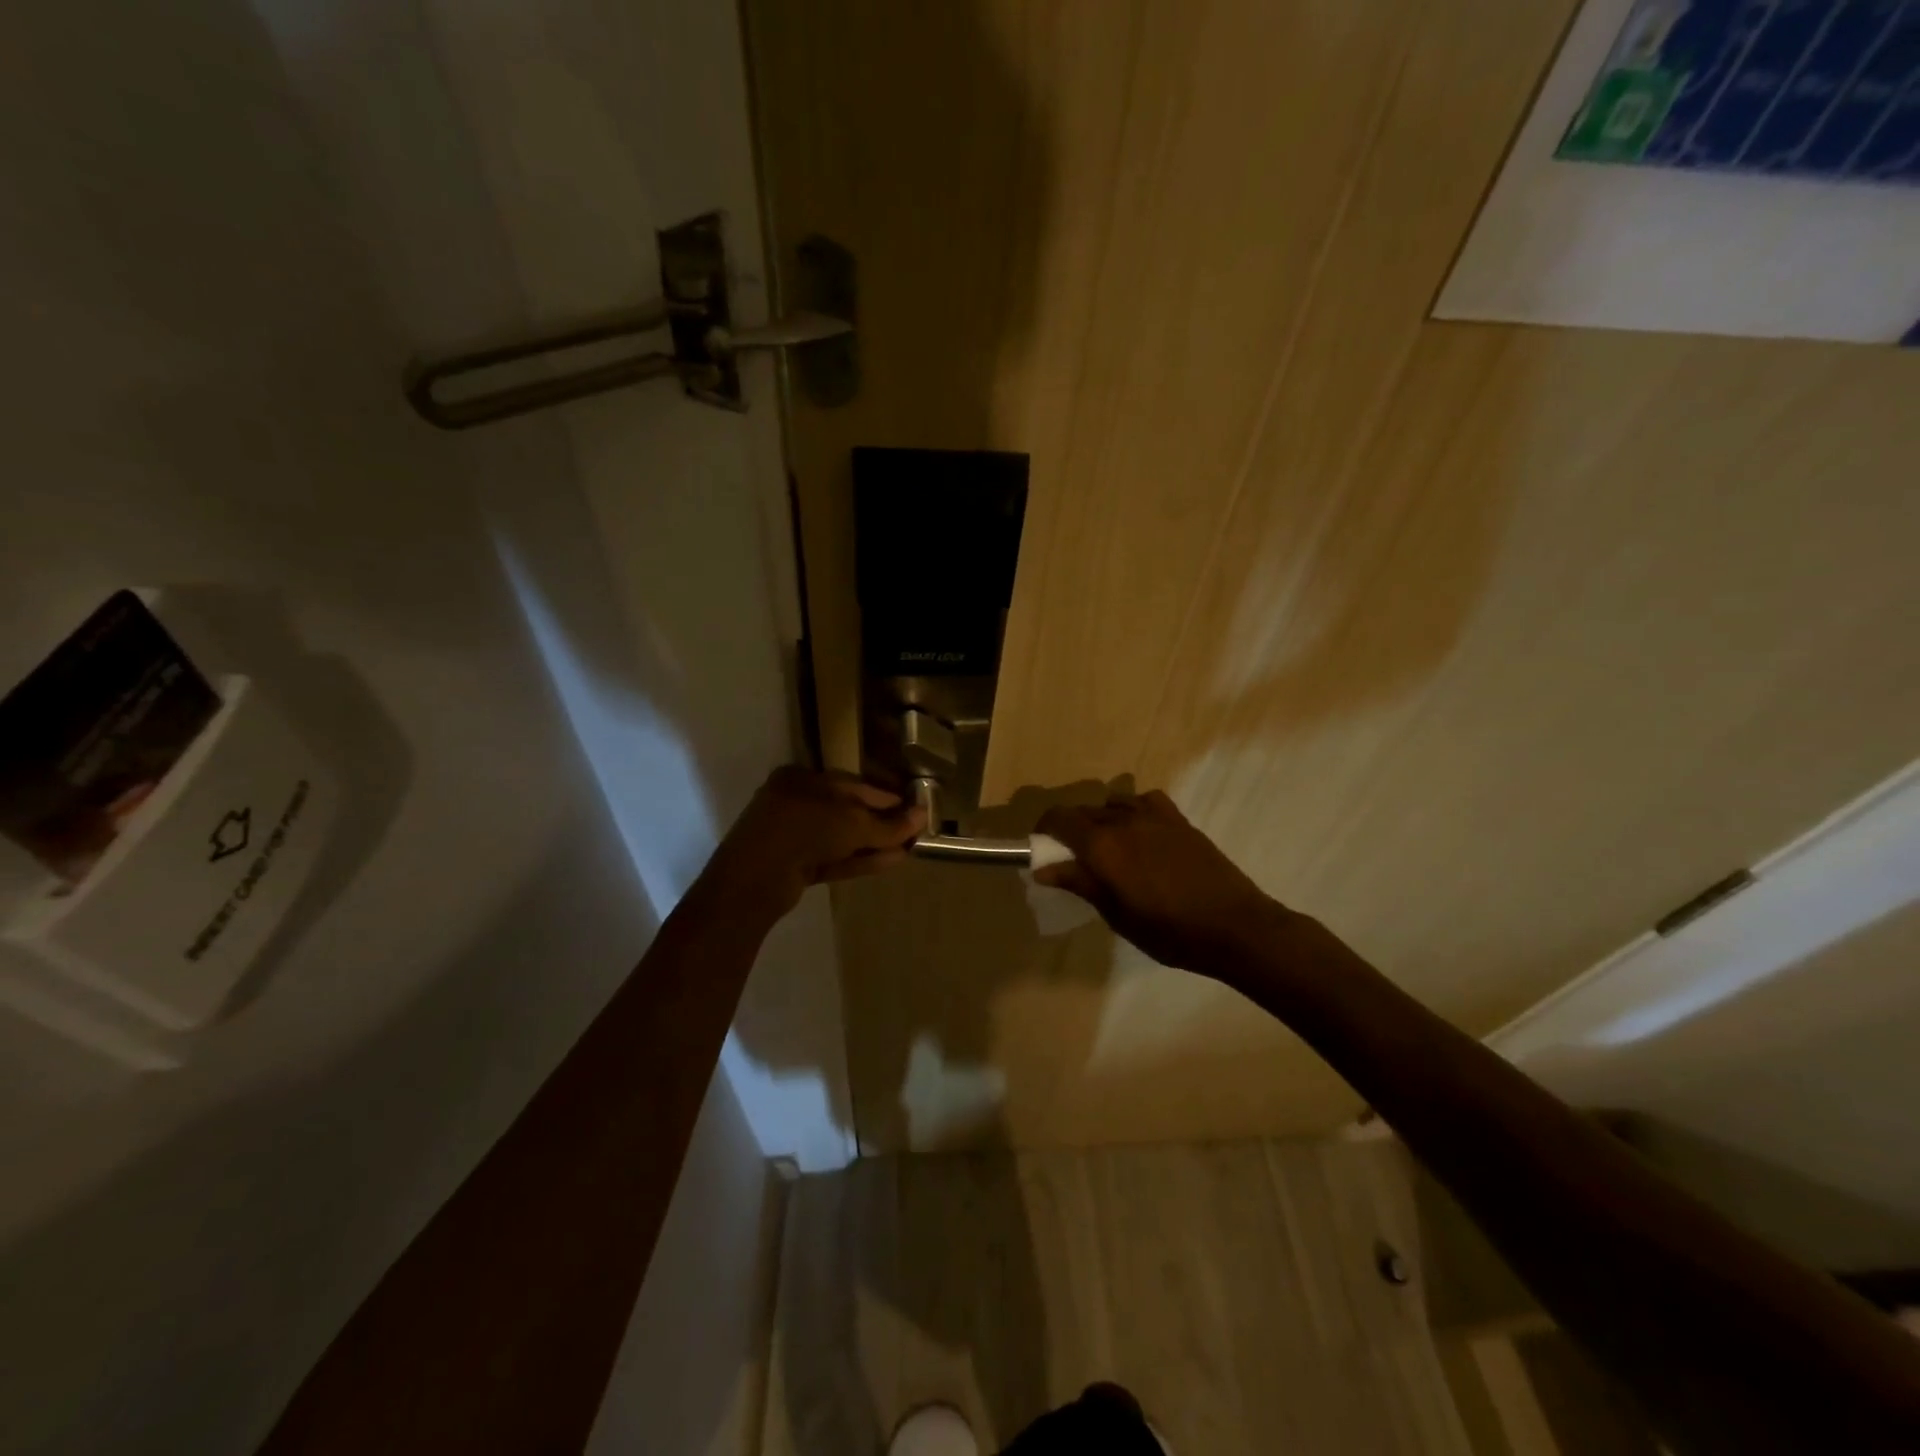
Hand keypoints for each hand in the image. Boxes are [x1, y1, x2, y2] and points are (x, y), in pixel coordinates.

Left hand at [702, 766, 925, 918]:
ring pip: (843, 837)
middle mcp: (797, 802)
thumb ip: (888, 824)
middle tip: (914, 830)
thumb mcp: (853, 824)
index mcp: (803, 779)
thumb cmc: (804, 830)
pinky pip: (835, 858)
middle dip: (881, 822)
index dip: (886, 795)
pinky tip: (892, 862)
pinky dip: (861, 860)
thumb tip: (923, 816)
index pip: (853, 783)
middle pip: (848, 810)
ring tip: (909, 848)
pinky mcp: (796, 866)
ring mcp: (794, 836)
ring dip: (875, 843)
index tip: (914, 805)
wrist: (755, 880)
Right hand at [1034, 790, 1285, 973]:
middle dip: (1071, 829)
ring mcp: (1154, 816)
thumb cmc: (1169, 931)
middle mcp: (1124, 820)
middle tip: (1072, 857)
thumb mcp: (1116, 914)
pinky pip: (1145, 801)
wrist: (1234, 926)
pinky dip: (1133, 809)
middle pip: (1084, 811)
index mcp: (1103, 845)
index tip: (1041, 846)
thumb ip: (1080, 883)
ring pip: (1113, 803)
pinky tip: (1140, 832)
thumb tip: (1044, 868)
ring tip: (1107, 846)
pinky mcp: (1178, 820)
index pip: (1060, 819)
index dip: (1044, 828)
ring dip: (1101, 819)